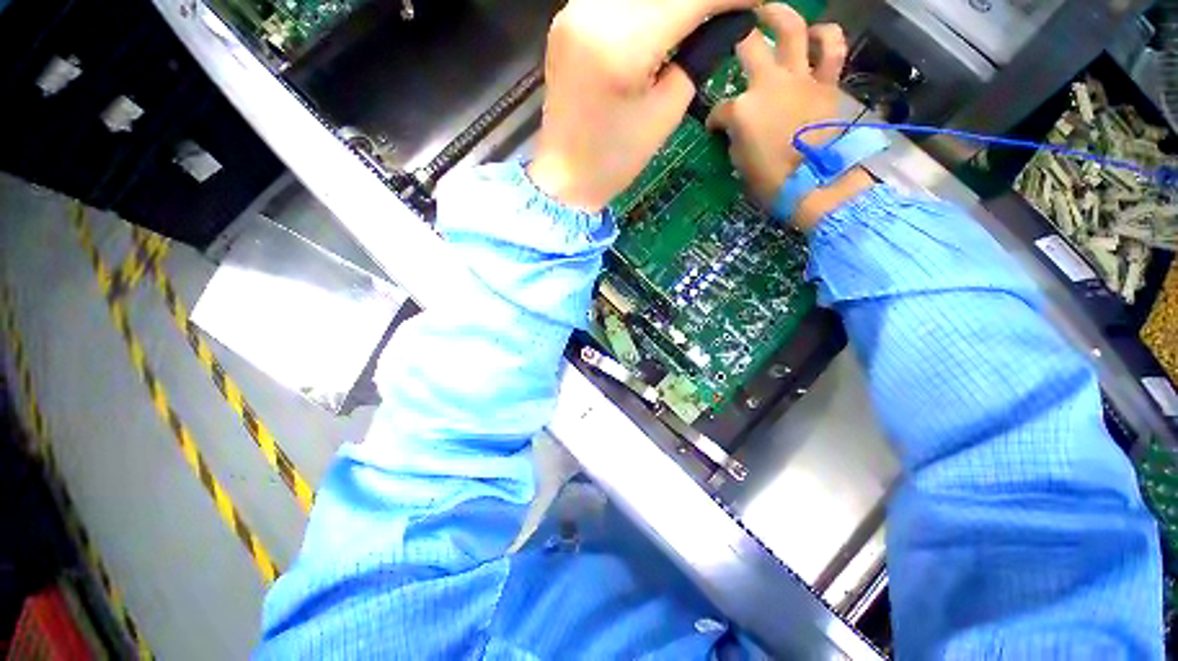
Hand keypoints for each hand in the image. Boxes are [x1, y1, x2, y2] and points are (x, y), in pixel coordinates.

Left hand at [529, 0, 754, 211]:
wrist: (566, 176)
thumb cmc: (616, 160)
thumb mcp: (666, 113)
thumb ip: (697, 56)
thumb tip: (727, 19)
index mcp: (622, 47)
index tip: (756, 2)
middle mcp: (592, 13)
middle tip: (723, 13)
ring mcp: (573, 10)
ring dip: (674, 1)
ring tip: (697, 17)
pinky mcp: (567, 17)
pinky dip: (647, 4)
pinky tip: (663, 17)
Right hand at [706, 7, 863, 228]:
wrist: (816, 184)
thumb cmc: (772, 182)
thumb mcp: (741, 164)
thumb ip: (736, 139)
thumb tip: (738, 130)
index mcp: (742, 110)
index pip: (719, 111)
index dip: (713, 120)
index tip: (714, 129)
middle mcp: (769, 84)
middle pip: (747, 47)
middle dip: (735, 39)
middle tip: (730, 33)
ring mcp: (800, 78)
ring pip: (792, 30)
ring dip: (778, 15)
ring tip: (768, 11)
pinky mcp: (827, 82)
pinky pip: (832, 49)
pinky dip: (826, 37)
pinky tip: (817, 34)